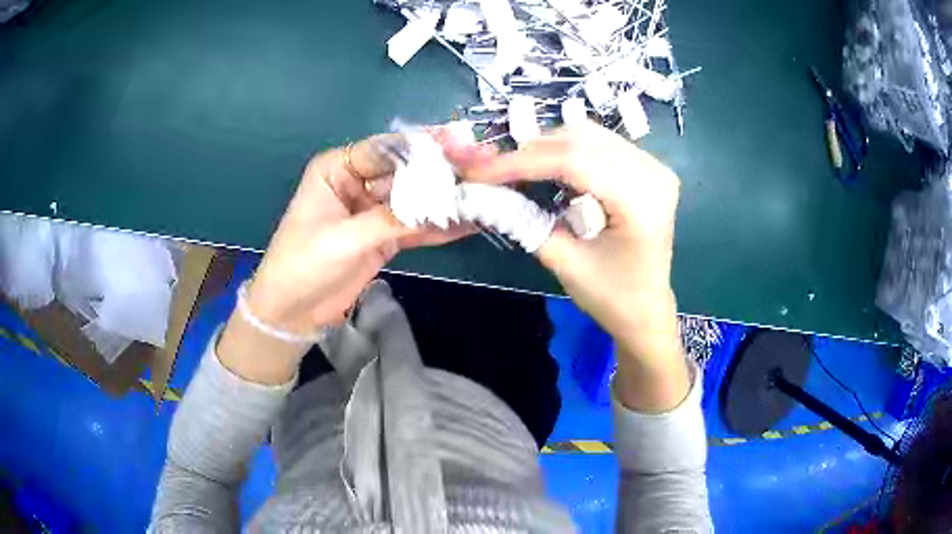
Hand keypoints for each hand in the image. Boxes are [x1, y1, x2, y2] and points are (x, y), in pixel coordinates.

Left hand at [217, 136, 466, 383]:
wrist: (292, 312)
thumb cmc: (302, 265)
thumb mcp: (343, 239)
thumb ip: (391, 220)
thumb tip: (443, 206)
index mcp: (338, 169)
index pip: (386, 149)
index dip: (424, 144)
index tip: (461, 141)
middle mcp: (358, 182)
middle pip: (408, 171)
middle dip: (445, 168)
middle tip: (486, 161)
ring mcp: (374, 211)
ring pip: (417, 197)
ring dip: (449, 196)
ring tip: (489, 189)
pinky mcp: (385, 236)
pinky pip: (417, 226)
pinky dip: (442, 226)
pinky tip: (471, 221)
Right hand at [453, 123, 688, 411]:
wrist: (646, 310)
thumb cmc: (612, 297)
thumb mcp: (565, 264)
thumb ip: (526, 222)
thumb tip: (485, 192)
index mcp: (641, 202)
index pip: (574, 162)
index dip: (523, 162)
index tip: (481, 172)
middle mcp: (653, 174)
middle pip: (582, 140)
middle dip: (531, 152)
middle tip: (493, 171)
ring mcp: (653, 167)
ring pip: (589, 135)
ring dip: (548, 148)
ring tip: (518, 169)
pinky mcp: (647, 168)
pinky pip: (600, 143)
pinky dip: (567, 151)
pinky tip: (547, 168)